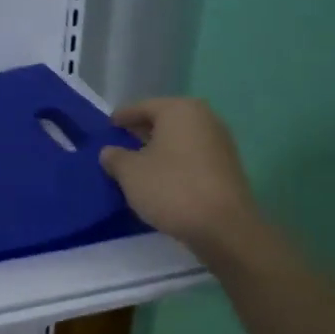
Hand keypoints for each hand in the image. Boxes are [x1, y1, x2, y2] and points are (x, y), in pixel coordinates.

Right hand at [99, 98, 267, 262]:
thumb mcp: (130, 173)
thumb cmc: (171, 189)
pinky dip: (175, 161)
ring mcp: (220, 142)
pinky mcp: (227, 166)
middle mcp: (204, 118)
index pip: (143, 106)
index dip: (122, 117)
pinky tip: (161, 177)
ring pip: (179, 138)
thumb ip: (115, 157)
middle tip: (120, 143)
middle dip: (141, 131)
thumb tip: (110, 152)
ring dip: (159, 148)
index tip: (107, 126)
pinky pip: (192, 155)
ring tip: (137, 163)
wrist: (224, 227)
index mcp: (179, 110)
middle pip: (164, 120)